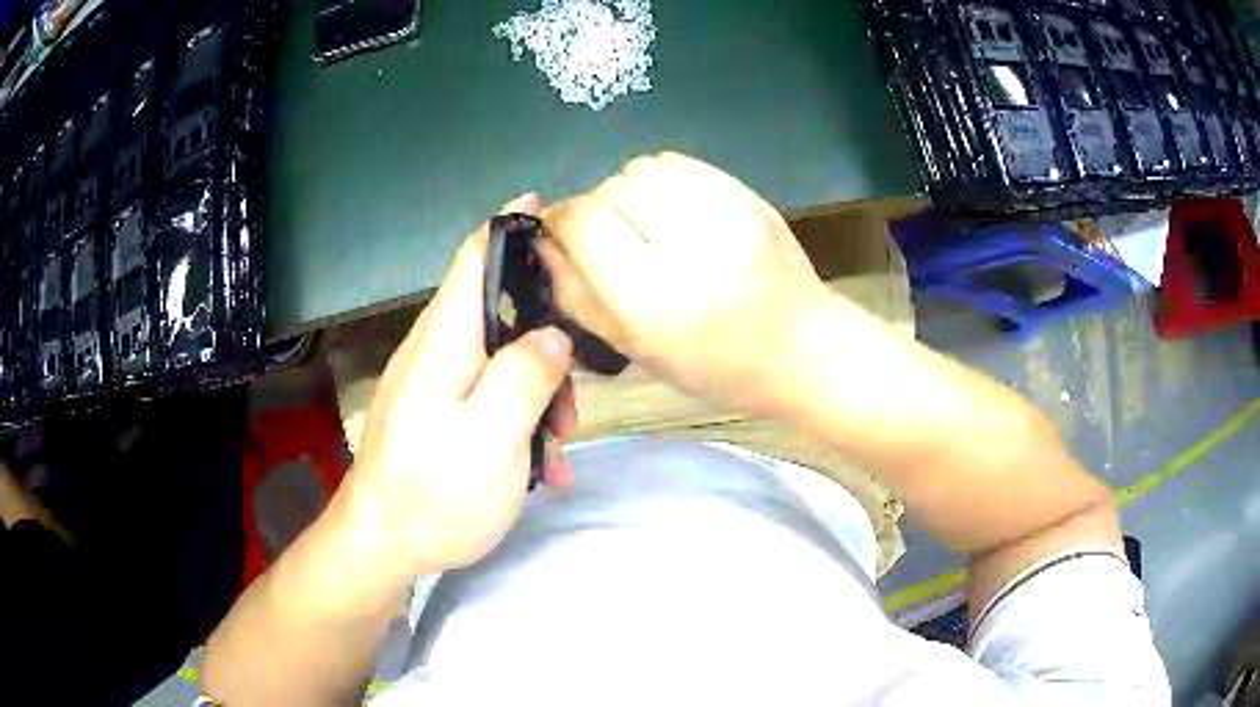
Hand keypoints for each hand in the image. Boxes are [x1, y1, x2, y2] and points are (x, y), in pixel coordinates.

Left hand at [340, 194, 575, 579]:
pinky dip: (517, 418)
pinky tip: (538, 465)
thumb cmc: (434, 496)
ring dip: (538, 391)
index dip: (510, 226)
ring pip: (499, 357)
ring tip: (559, 444)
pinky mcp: (436, 411)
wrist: (380, 545)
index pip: (474, 257)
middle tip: (576, 394)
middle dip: (546, 340)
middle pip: (498, 310)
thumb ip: (524, 377)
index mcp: (444, 341)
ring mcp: (433, 383)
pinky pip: (486, 394)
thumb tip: (552, 336)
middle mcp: (435, 350)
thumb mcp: (491, 440)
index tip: (548, 209)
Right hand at [537, 152, 828, 413]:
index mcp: (653, 300)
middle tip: (614, 242)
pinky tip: (674, 210)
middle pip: (609, 189)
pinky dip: (662, 180)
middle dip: (597, 210)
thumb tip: (541, 240)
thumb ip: (577, 293)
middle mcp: (686, 247)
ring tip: (646, 225)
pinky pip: (678, 163)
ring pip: (641, 168)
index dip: (561, 221)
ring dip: (629, 192)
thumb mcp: (635, 348)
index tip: (561, 236)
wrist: (802, 348)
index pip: (583, 221)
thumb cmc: (714, 367)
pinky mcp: (747, 195)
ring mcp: (724, 213)